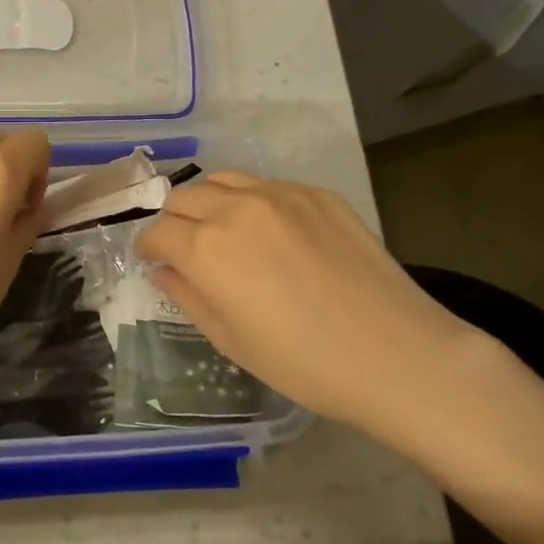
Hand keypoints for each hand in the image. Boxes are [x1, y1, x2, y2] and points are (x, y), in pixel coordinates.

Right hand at [133, 174, 496, 438]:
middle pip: (184, 197)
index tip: (153, 261)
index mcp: (206, 249)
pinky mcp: (318, 194)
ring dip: (210, 202)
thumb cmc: (303, 362)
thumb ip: (187, 296)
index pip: (157, 232)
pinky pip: (268, 186)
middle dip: (174, 221)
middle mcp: (236, 209)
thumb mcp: (230, 340)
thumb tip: (164, 270)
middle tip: (185, 248)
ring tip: (222, 230)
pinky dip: (253, 201)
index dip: (148, 248)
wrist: (395, 354)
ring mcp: (281, 195)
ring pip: (224, 180)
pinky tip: (272, 232)